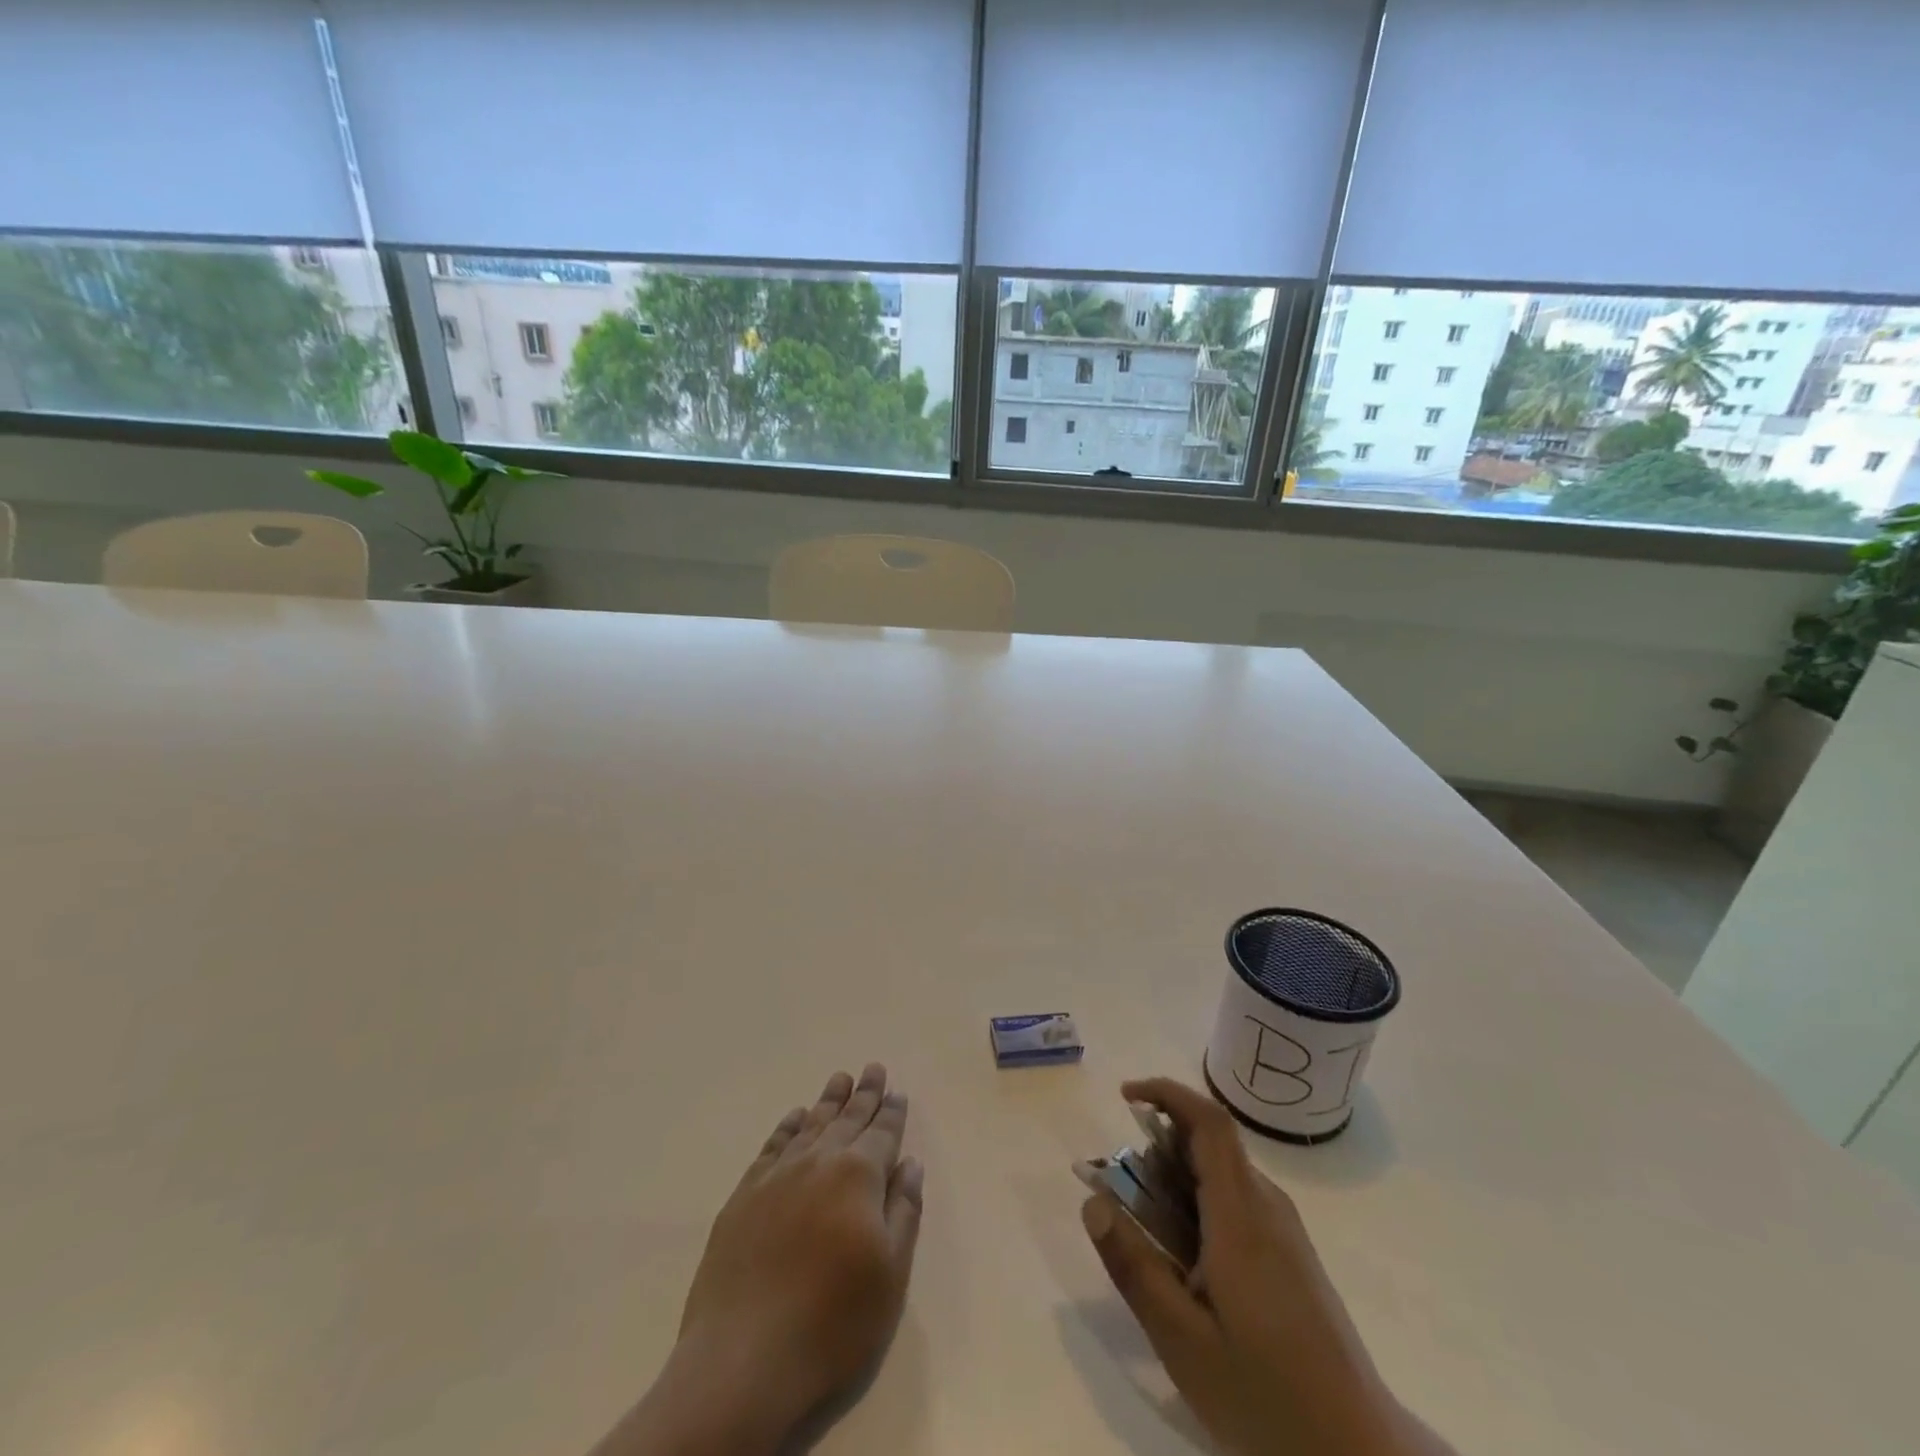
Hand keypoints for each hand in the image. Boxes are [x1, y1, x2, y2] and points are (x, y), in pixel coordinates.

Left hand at [591, 1064, 924, 1455]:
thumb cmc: (832, 1321)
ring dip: (828, 1101)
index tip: (896, 1091)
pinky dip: (787, 1127)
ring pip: (810, 1125)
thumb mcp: (890, 1274)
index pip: (881, 1133)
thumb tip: (910, 1163)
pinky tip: (794, 1118)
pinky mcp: (744, 1196)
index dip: (891, 1112)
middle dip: (863, 1094)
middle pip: (847, 1119)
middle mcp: (819, 1162)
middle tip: (872, 1068)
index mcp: (859, 1176)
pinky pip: (772, 1147)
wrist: (743, 1358)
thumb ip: (903, 1211)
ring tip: (840, 1079)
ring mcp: (777, 1176)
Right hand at [1082, 1078, 1453, 1455]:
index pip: (1208, 1122)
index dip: (1167, 1093)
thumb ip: (1135, 1265)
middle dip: (1159, 1147)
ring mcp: (1285, 1231)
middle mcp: (1267, 1207)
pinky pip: (1237, 1202)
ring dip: (1178, 1180)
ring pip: (1223, 1175)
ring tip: (1149, 1232)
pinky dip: (1199, 1205)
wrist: (1358, 1454)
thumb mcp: (1182, 1339)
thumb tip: (1093, 1202)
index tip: (1125, 1096)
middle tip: (1122, 1193)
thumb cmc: (1264, 1395)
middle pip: (1211, 1145)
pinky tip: (1187, 1262)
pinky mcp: (1292, 1255)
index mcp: (1242, 1216)